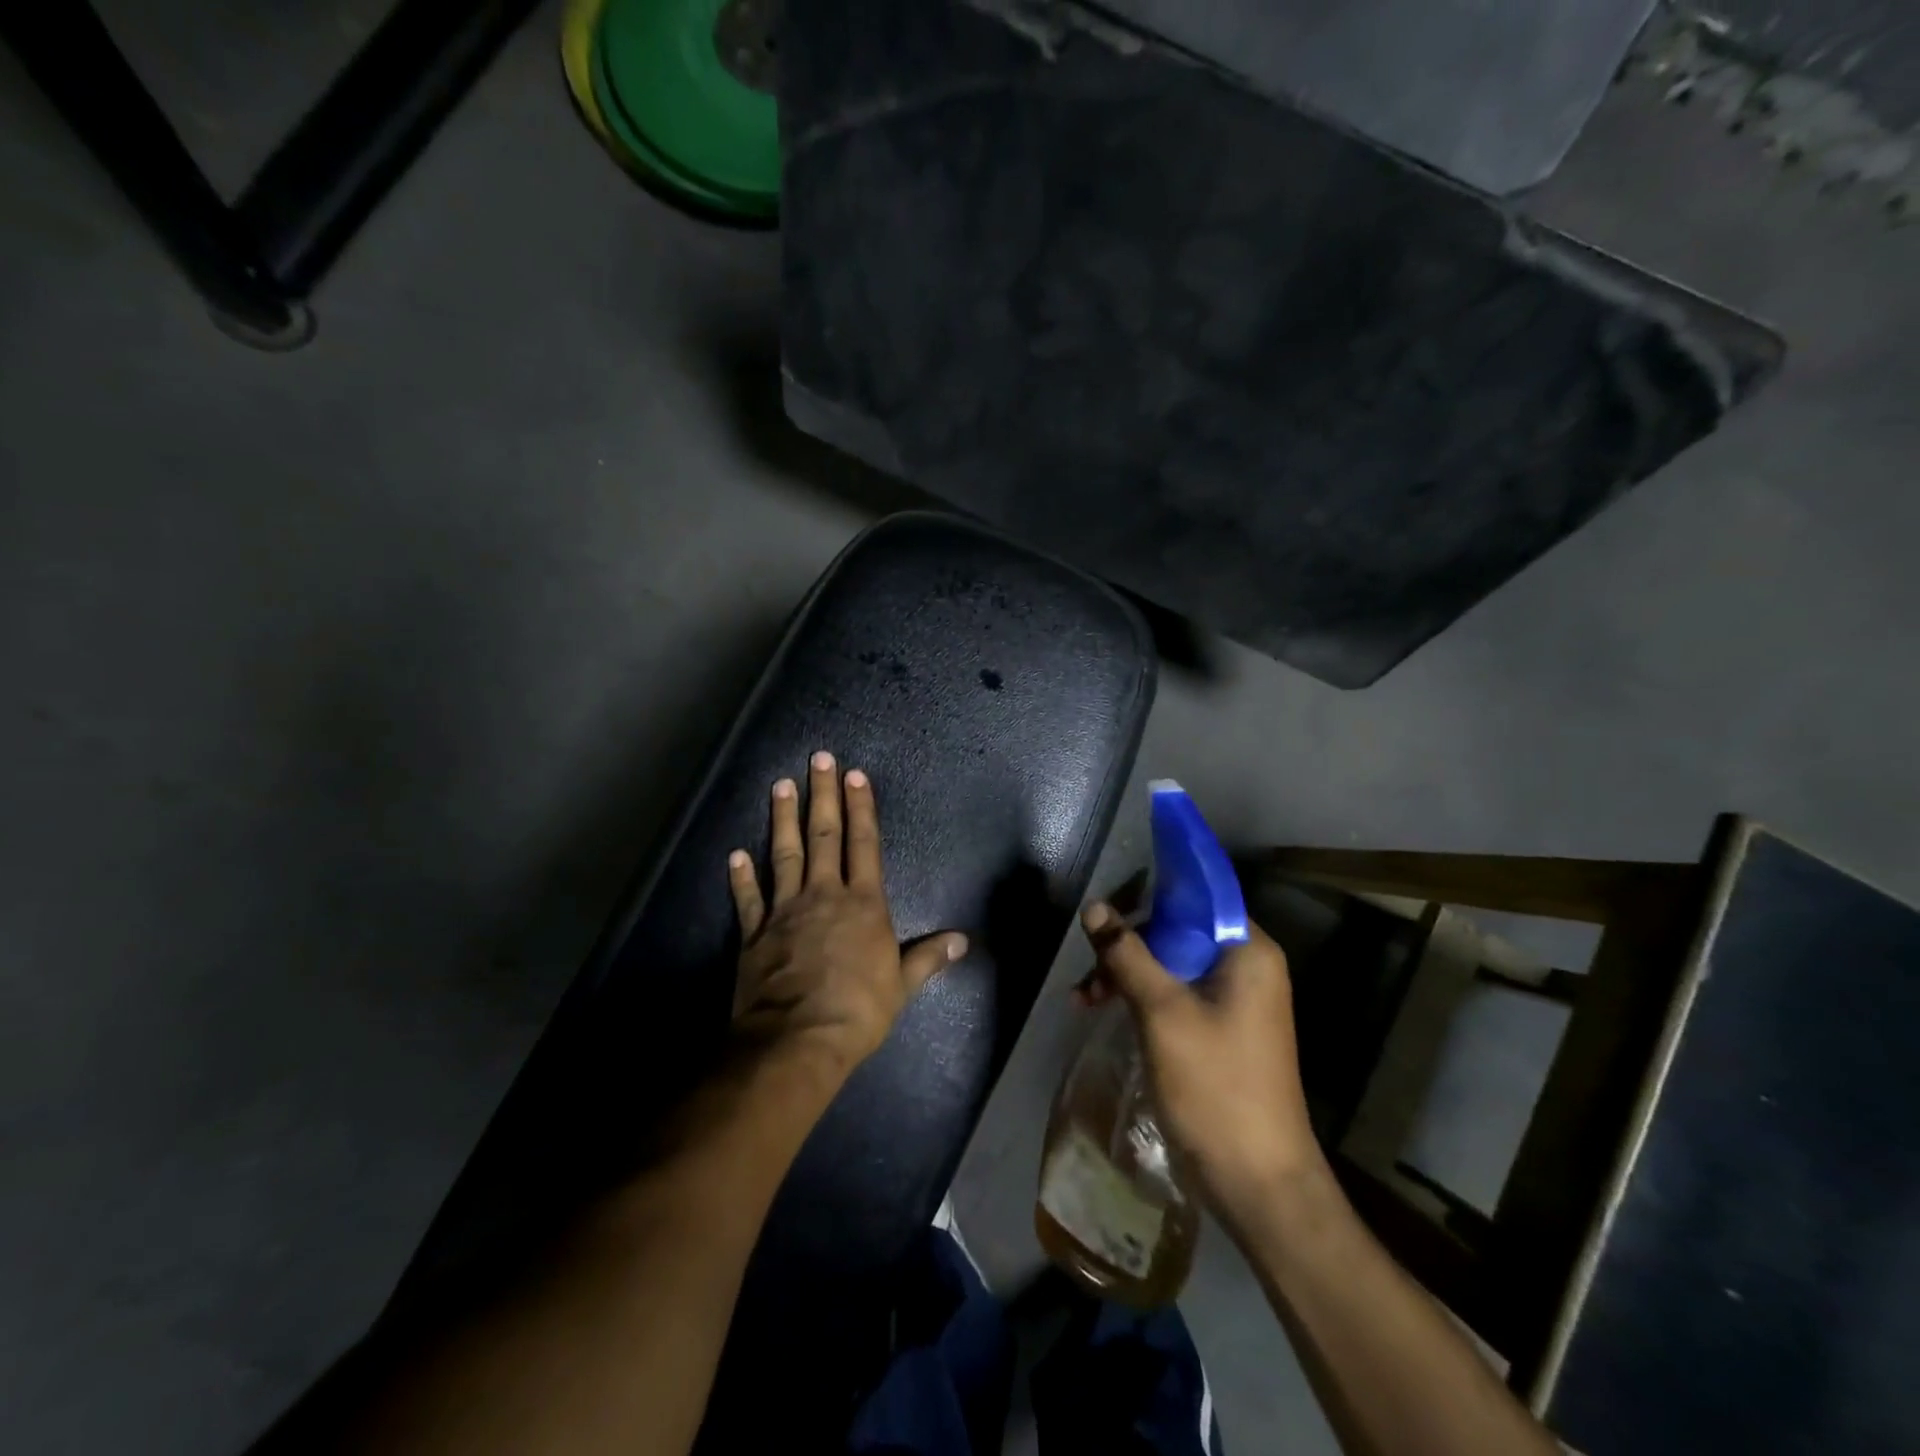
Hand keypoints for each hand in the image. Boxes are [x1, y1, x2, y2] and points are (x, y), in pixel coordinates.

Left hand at [727, 751, 967, 1083]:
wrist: (798, 1039)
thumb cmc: (858, 1010)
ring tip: (781, 786)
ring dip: (782, 818)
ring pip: (785, 854)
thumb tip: (963, 939)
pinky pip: (748, 898)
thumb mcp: (902, 986)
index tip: (854, 775)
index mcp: (863, 903)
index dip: (861, 807)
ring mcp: (785, 911)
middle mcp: (824, 895)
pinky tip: (735, 854)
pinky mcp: (756, 933)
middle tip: (818, 759)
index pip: (864, 844)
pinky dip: (741, 876)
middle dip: (823, 795)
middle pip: (824, 835)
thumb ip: (928, 957)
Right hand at [1078, 904, 1322, 1217]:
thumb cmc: (1215, 1086)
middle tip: (1089, 970)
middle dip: (1128, 946)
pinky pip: (1174, 995)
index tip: (1107, 912)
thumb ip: (1127, 954)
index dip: (1149, 898)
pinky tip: (1100, 1011)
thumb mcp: (1162, 1012)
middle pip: (1177, 932)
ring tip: (1083, 999)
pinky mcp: (1218, 1030)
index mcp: (1248, 952)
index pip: (1196, 898)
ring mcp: (1234, 1001)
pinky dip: (1140, 999)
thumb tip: (1094, 907)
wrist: (1256, 1182)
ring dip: (1126, 975)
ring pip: (1170, 965)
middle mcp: (1246, 967)